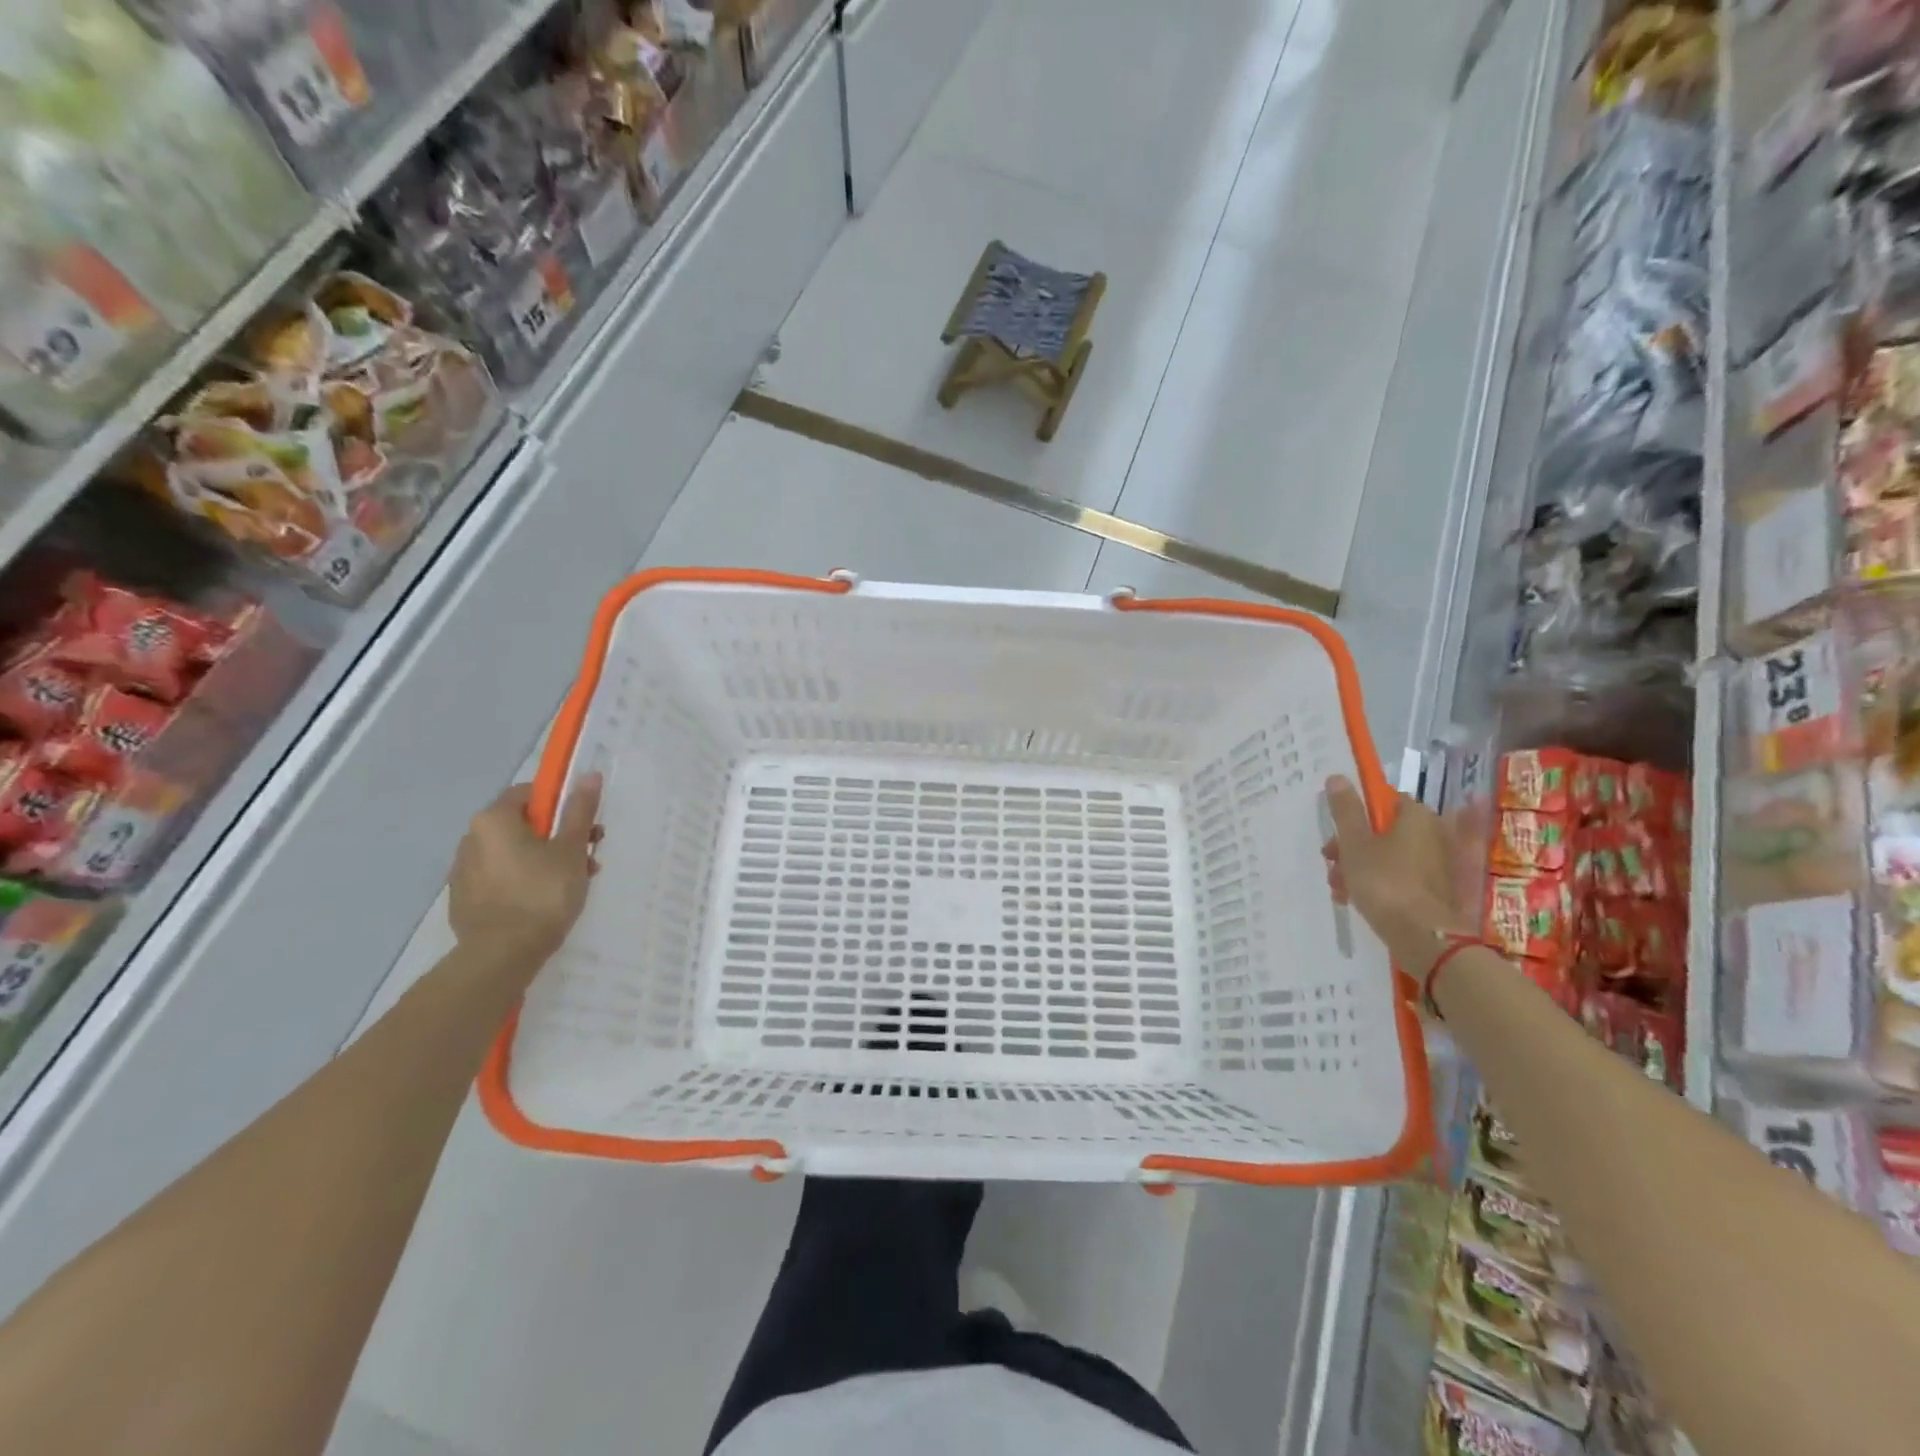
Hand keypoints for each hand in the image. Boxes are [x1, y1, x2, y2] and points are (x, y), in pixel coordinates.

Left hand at [449, 777, 601, 959]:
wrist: (502, 954)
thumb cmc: (543, 893)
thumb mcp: (571, 849)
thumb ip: (579, 811)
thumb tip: (589, 775)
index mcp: (493, 820)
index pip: (529, 794)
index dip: (560, 805)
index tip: (582, 825)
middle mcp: (471, 839)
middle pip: (522, 825)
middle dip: (558, 836)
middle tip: (588, 856)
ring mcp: (463, 871)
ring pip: (513, 853)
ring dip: (545, 859)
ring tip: (574, 882)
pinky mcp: (464, 899)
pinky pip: (500, 877)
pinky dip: (524, 880)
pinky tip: (545, 901)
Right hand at [1321, 774, 1471, 972]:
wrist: (1424, 936)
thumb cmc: (1384, 882)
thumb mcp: (1354, 844)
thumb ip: (1345, 810)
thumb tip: (1337, 777)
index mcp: (1416, 816)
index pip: (1382, 801)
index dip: (1354, 816)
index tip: (1334, 837)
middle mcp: (1433, 833)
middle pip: (1382, 830)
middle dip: (1351, 847)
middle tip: (1332, 865)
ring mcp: (1437, 863)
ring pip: (1388, 855)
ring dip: (1359, 868)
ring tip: (1340, 889)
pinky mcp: (1437, 888)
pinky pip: (1401, 876)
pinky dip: (1379, 883)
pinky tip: (1356, 900)